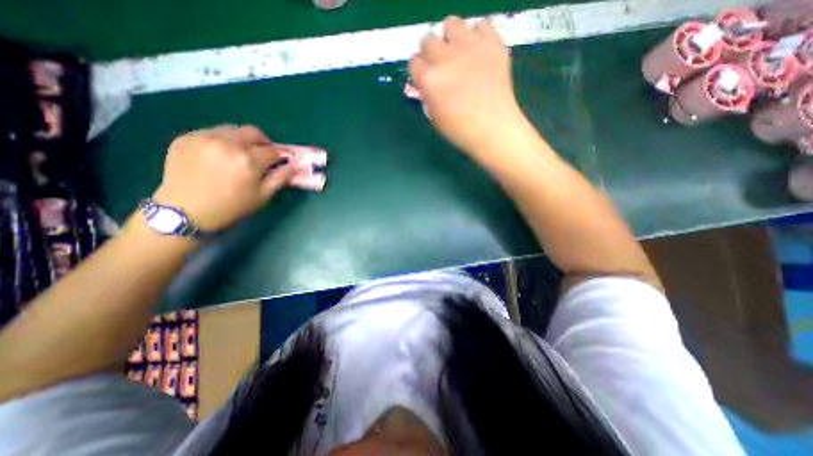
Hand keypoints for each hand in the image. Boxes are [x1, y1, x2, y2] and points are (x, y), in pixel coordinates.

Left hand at [152, 125, 292, 229]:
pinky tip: (219, 156)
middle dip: (263, 142)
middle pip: (252, 132)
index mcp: (248, 161)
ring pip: (232, 129)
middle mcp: (227, 144)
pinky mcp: (185, 138)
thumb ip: (280, 178)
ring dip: (242, 139)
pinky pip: (211, 132)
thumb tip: (292, 165)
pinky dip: (221, 141)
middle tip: (262, 154)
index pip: (272, 151)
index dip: (278, 157)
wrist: (185, 212)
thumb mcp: (262, 197)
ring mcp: (204, 138)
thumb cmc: (231, 207)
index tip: (278, 163)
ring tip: (239, 154)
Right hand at [410, 16, 523, 157]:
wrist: (493, 129)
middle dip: (431, 54)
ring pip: (451, 23)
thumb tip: (425, 84)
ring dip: (451, 38)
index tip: (426, 79)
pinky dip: (477, 36)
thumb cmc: (461, 130)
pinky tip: (479, 53)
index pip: (414, 62)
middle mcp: (446, 58)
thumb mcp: (435, 117)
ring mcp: (470, 47)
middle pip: (428, 40)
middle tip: (441, 68)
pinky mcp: (492, 43)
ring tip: (459, 54)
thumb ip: (427, 95)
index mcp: (429, 79)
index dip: (419, 72)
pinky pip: (481, 25)